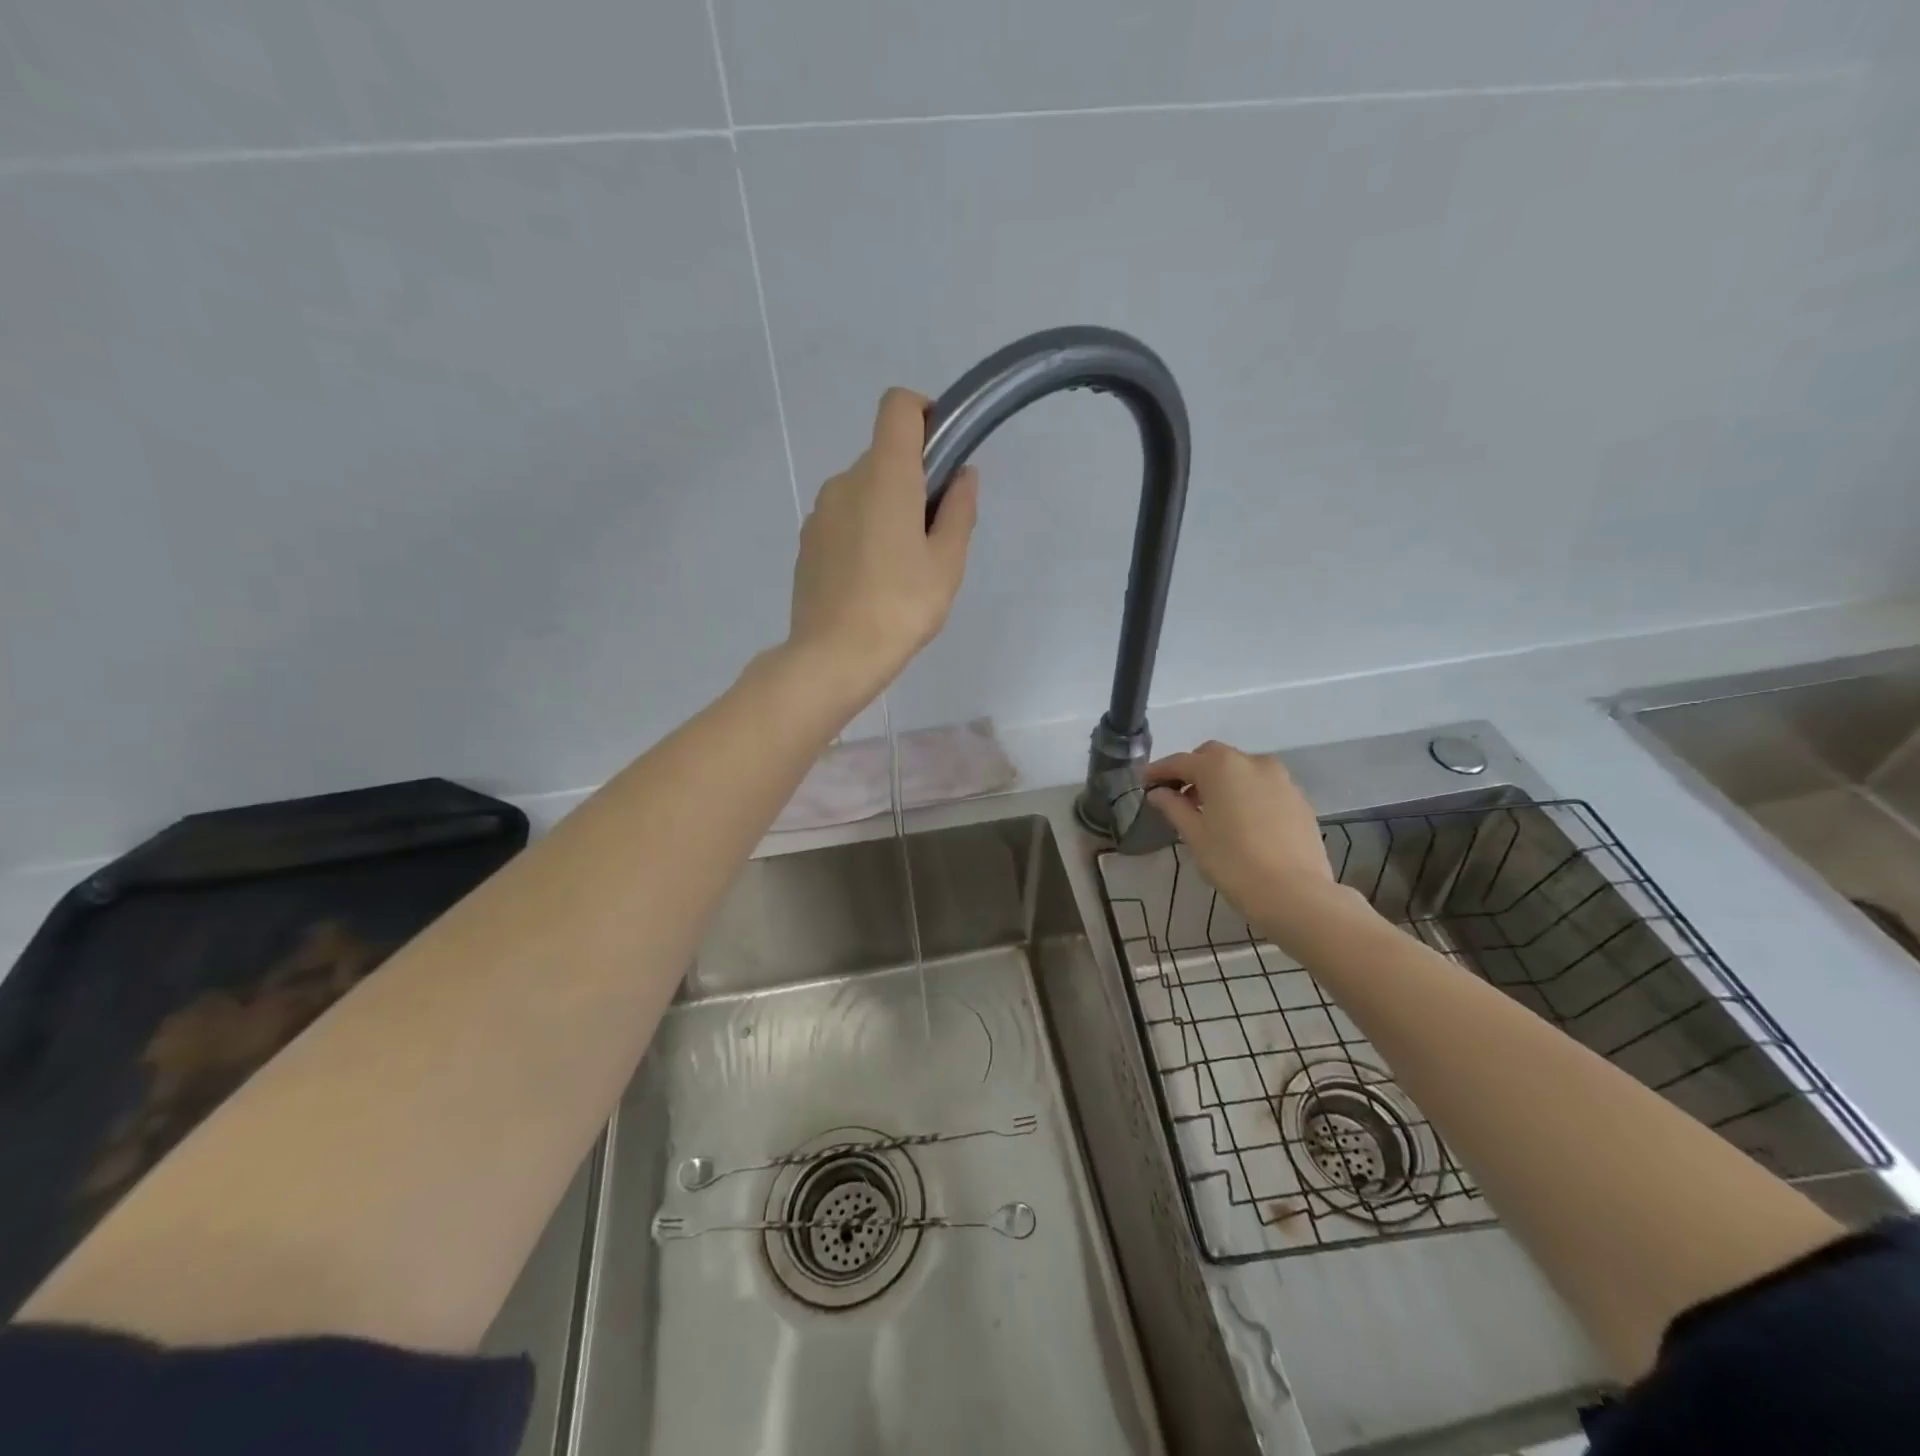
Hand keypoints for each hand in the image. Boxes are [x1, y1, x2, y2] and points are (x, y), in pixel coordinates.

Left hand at [787, 388, 978, 695]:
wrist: (833, 656)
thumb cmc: (901, 607)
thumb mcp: (947, 563)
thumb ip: (958, 510)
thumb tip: (962, 475)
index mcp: (885, 475)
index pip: (898, 406)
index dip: (925, 414)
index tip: (943, 454)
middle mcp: (846, 481)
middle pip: (884, 455)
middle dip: (914, 480)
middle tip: (933, 536)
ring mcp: (820, 512)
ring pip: (864, 491)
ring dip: (887, 509)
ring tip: (902, 567)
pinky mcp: (808, 542)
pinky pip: (844, 519)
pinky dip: (863, 532)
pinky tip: (873, 580)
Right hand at [1146, 741, 1355, 945]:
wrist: (1294, 893)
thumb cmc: (1233, 862)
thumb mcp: (1195, 835)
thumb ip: (1174, 807)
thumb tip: (1159, 793)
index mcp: (1220, 767)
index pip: (1180, 762)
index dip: (1159, 771)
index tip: (1144, 782)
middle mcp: (1252, 762)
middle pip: (1213, 757)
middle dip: (1193, 771)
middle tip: (1178, 796)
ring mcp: (1281, 778)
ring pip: (1241, 769)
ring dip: (1222, 781)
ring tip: (1211, 809)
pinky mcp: (1298, 798)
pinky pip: (1263, 786)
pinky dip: (1246, 793)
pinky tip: (1241, 820)